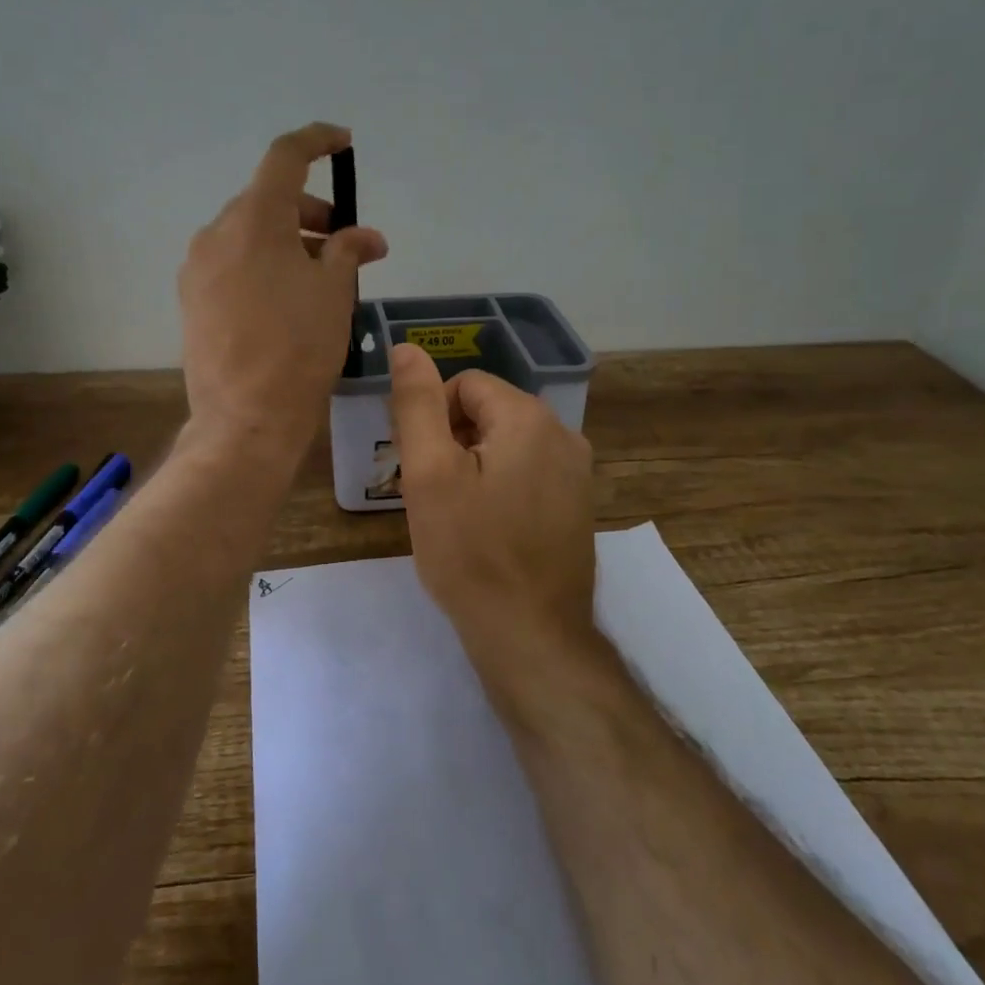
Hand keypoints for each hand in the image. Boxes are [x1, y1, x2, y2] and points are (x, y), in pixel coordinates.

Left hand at [179, 124, 387, 464]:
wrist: (244, 418)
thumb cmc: (299, 349)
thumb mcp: (334, 293)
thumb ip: (348, 250)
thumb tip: (364, 237)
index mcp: (254, 220)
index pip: (285, 157)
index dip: (317, 141)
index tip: (343, 143)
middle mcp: (216, 233)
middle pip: (268, 200)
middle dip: (311, 211)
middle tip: (346, 241)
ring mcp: (197, 266)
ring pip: (248, 233)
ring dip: (288, 240)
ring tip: (321, 275)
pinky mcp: (191, 298)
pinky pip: (232, 262)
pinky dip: (262, 263)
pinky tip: (286, 297)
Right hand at [387, 342, 598, 687]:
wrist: (531, 636)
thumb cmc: (470, 552)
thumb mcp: (429, 473)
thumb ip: (417, 403)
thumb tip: (407, 348)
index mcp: (529, 417)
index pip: (464, 385)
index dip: (432, 418)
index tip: (418, 466)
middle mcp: (564, 434)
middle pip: (488, 412)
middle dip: (452, 441)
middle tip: (431, 493)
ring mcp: (577, 472)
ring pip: (507, 444)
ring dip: (474, 465)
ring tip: (456, 515)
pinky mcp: (578, 505)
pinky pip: (528, 473)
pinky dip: (500, 487)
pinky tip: (486, 529)